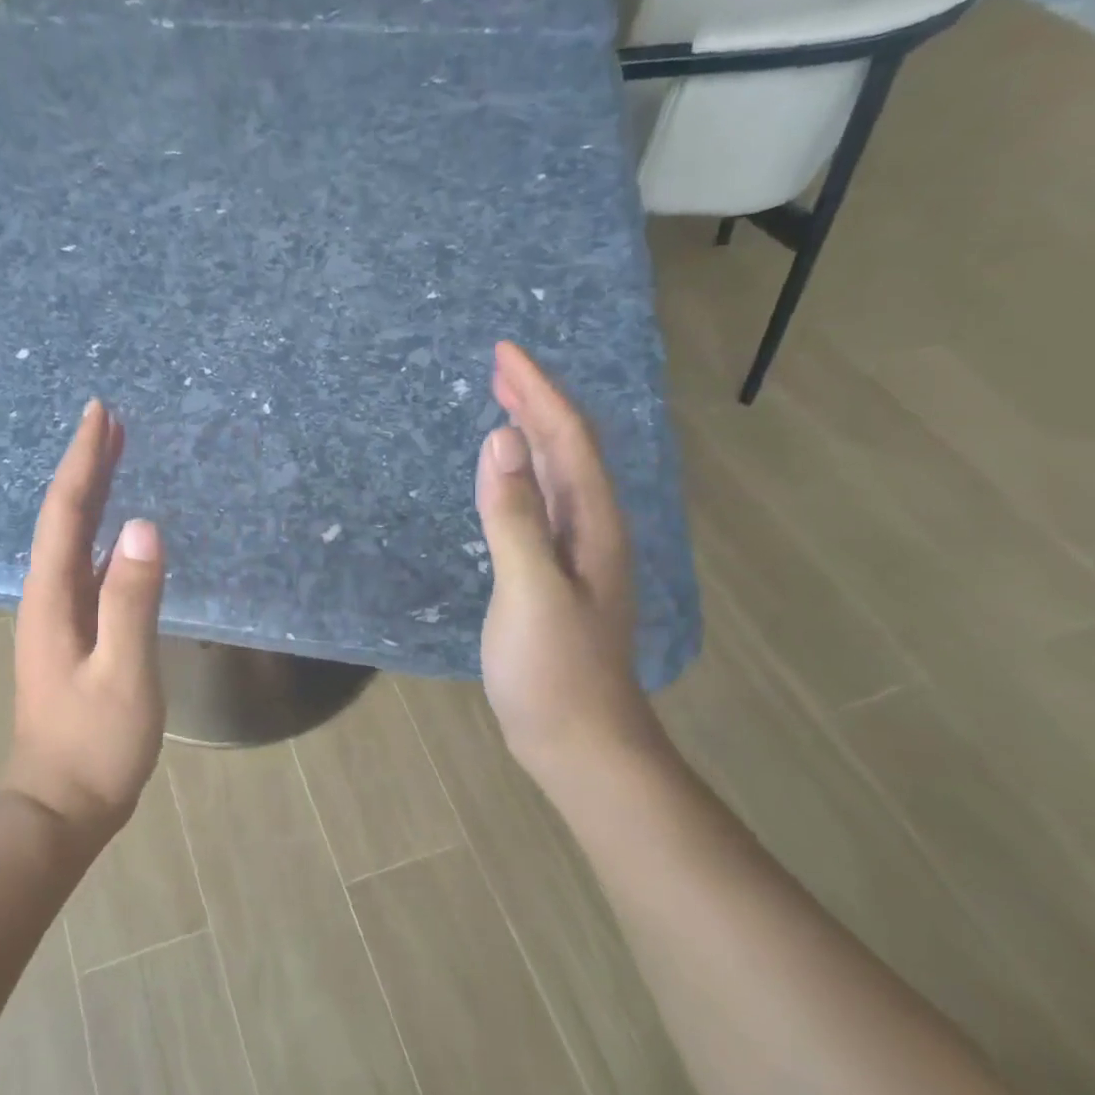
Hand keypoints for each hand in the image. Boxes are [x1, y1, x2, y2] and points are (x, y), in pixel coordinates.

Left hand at [6, 400, 166, 843]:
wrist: (61, 805)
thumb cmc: (94, 743)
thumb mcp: (124, 672)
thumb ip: (133, 600)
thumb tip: (145, 527)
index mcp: (53, 597)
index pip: (67, 513)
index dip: (85, 461)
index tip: (100, 413)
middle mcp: (47, 597)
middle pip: (64, 518)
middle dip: (86, 466)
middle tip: (108, 421)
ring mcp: (57, 618)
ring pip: (73, 541)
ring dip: (92, 495)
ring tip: (115, 458)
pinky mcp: (72, 637)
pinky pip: (86, 568)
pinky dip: (101, 535)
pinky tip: (120, 535)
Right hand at [475, 342, 659, 785]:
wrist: (580, 742)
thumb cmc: (555, 670)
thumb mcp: (530, 589)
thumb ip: (515, 515)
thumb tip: (501, 440)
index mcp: (593, 523)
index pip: (567, 439)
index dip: (538, 392)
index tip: (504, 352)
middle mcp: (592, 529)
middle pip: (569, 449)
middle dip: (537, 401)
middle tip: (500, 365)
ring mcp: (575, 555)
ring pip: (557, 476)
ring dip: (532, 434)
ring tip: (504, 404)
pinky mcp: (554, 577)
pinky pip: (541, 505)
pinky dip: (522, 476)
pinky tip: (508, 477)